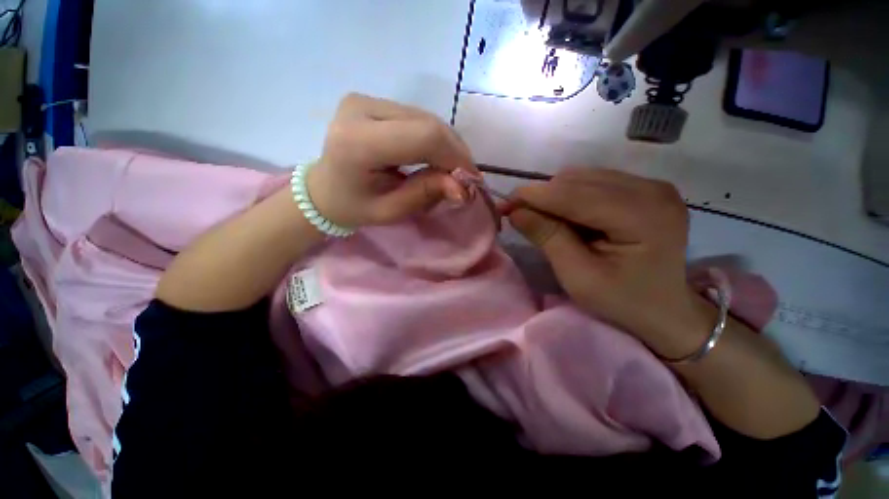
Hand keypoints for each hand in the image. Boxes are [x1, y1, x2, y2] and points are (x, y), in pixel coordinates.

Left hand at [306, 94, 476, 228]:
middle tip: (464, 178)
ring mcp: (366, 100)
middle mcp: (361, 109)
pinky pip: (417, 117)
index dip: (455, 156)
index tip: (470, 180)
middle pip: (428, 123)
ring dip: (447, 146)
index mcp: (358, 142)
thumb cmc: (353, 207)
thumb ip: (425, 194)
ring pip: (426, 118)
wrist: (323, 190)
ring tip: (452, 171)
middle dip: (455, 152)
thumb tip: (463, 188)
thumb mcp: (390, 211)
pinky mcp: (372, 101)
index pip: (423, 137)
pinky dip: (434, 139)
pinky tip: (437, 157)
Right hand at [508, 168, 711, 356]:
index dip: (535, 196)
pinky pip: (595, 182)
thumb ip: (548, 238)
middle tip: (520, 216)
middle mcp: (652, 190)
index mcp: (644, 216)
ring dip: (555, 196)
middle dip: (543, 196)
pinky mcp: (645, 189)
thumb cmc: (623, 301)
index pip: (576, 195)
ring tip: (544, 220)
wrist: (667, 311)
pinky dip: (571, 196)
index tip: (505, 203)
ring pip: (584, 177)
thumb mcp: (579, 277)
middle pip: (579, 180)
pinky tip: (568, 217)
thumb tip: (516, 212)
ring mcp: (652, 186)